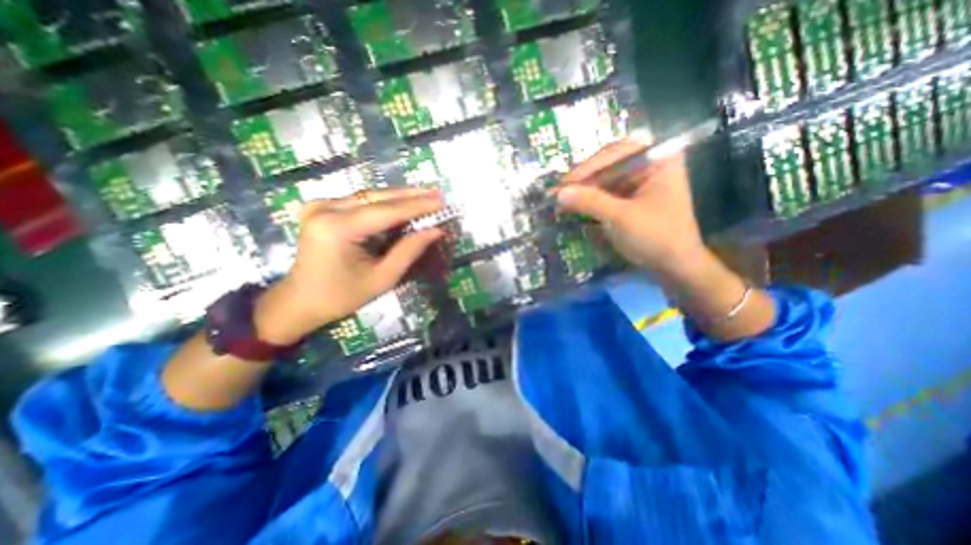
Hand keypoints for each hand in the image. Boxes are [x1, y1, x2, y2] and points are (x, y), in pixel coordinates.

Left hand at [253, 188, 441, 344]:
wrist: (299, 301)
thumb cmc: (341, 296)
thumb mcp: (381, 278)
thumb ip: (409, 251)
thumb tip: (435, 230)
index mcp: (337, 229)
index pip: (386, 211)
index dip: (417, 206)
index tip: (441, 201)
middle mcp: (325, 209)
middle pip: (377, 197)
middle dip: (410, 195)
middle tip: (437, 193)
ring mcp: (319, 205)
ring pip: (369, 196)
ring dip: (399, 197)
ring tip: (426, 196)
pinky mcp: (320, 207)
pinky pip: (360, 201)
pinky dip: (384, 203)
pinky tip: (402, 202)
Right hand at [554, 141, 705, 276]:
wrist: (675, 266)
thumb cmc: (656, 237)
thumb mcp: (622, 218)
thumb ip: (591, 202)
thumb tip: (558, 193)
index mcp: (659, 160)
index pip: (617, 153)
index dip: (588, 167)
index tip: (565, 183)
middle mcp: (650, 165)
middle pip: (609, 165)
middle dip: (583, 180)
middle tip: (558, 192)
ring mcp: (640, 182)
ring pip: (605, 180)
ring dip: (583, 191)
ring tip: (560, 199)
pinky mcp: (632, 198)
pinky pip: (607, 193)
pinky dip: (590, 200)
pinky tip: (574, 205)